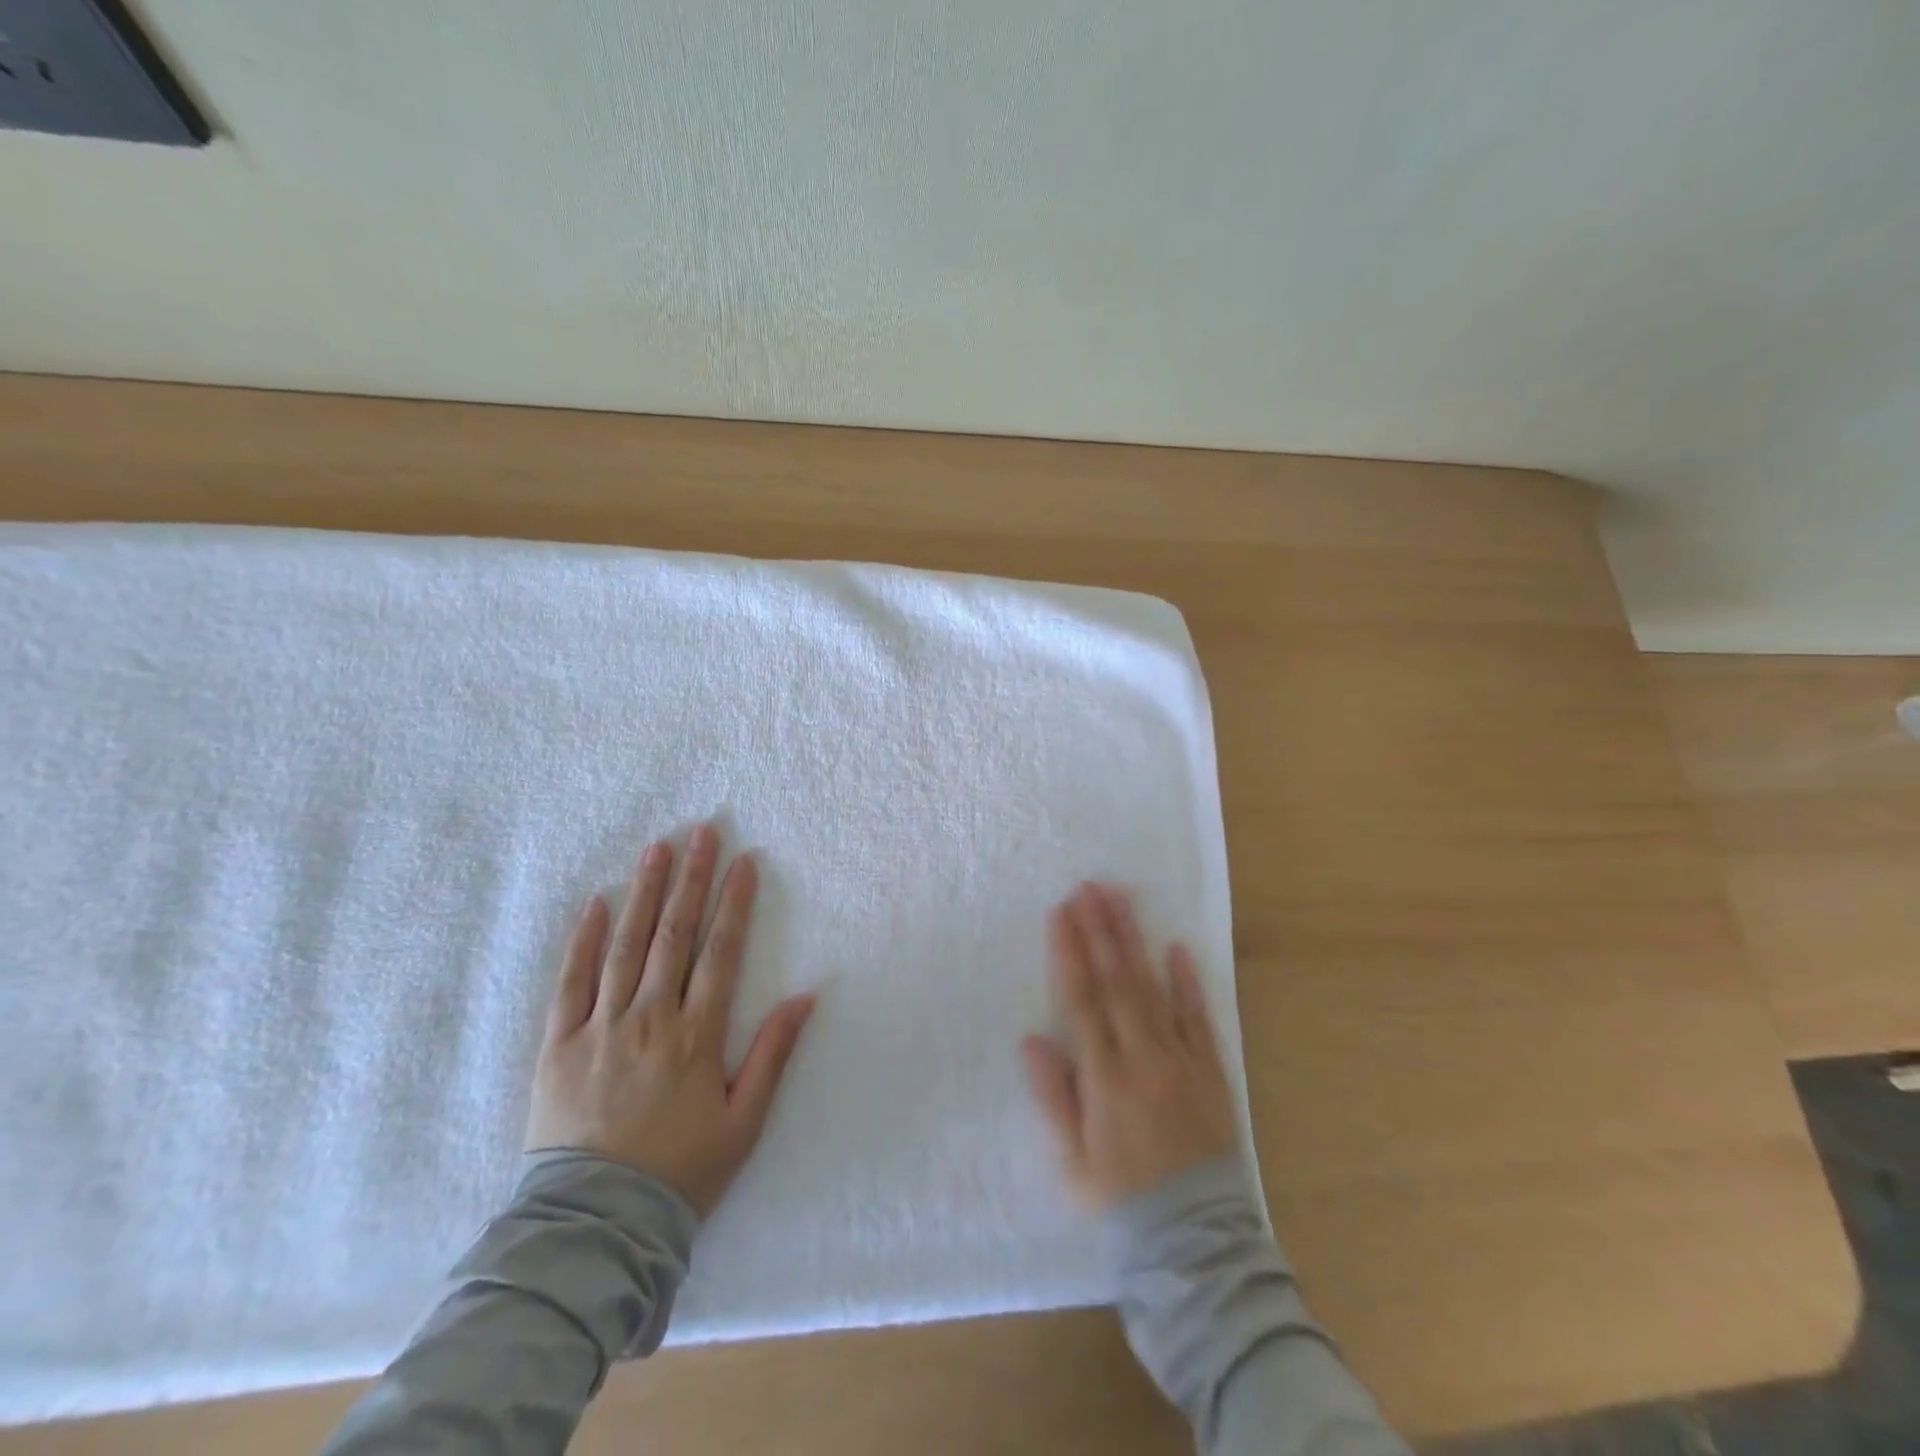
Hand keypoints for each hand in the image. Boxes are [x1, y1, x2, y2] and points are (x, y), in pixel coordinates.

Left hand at [524, 824, 814, 1217]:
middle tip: (701, 832)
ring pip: (626, 946)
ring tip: (657, 849)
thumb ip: (773, 1055)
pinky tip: (596, 904)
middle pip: (674, 935)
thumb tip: (806, 997)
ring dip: (643, 893)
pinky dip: (584, 940)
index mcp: (696, 1036)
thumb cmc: (681, 1172)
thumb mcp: (744, 1122)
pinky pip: (571, 982)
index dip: (734, 903)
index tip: (744, 861)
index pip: (721, 952)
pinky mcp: (558, 1046)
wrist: (594, 1227)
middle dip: (691, 879)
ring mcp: (600, 1028)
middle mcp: (649, 1019)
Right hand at [1022, 883, 1237, 1210]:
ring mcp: (1180, 1061)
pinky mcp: (1210, 1071)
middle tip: (1091, 886)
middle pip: (1117, 982)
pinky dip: (1188, 982)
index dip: (1070, 953)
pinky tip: (1178, 947)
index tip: (1061, 912)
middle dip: (1101, 930)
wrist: (1195, 1240)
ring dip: (1135, 941)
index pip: (1082, 1001)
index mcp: (1105, 1078)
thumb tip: (1032, 1040)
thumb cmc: (1122, 1199)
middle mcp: (1142, 1058)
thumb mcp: (1073, 1160)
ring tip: (1122, 900)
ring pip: (1154, 989)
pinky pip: (1199, 1019)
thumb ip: (1054, 1097)